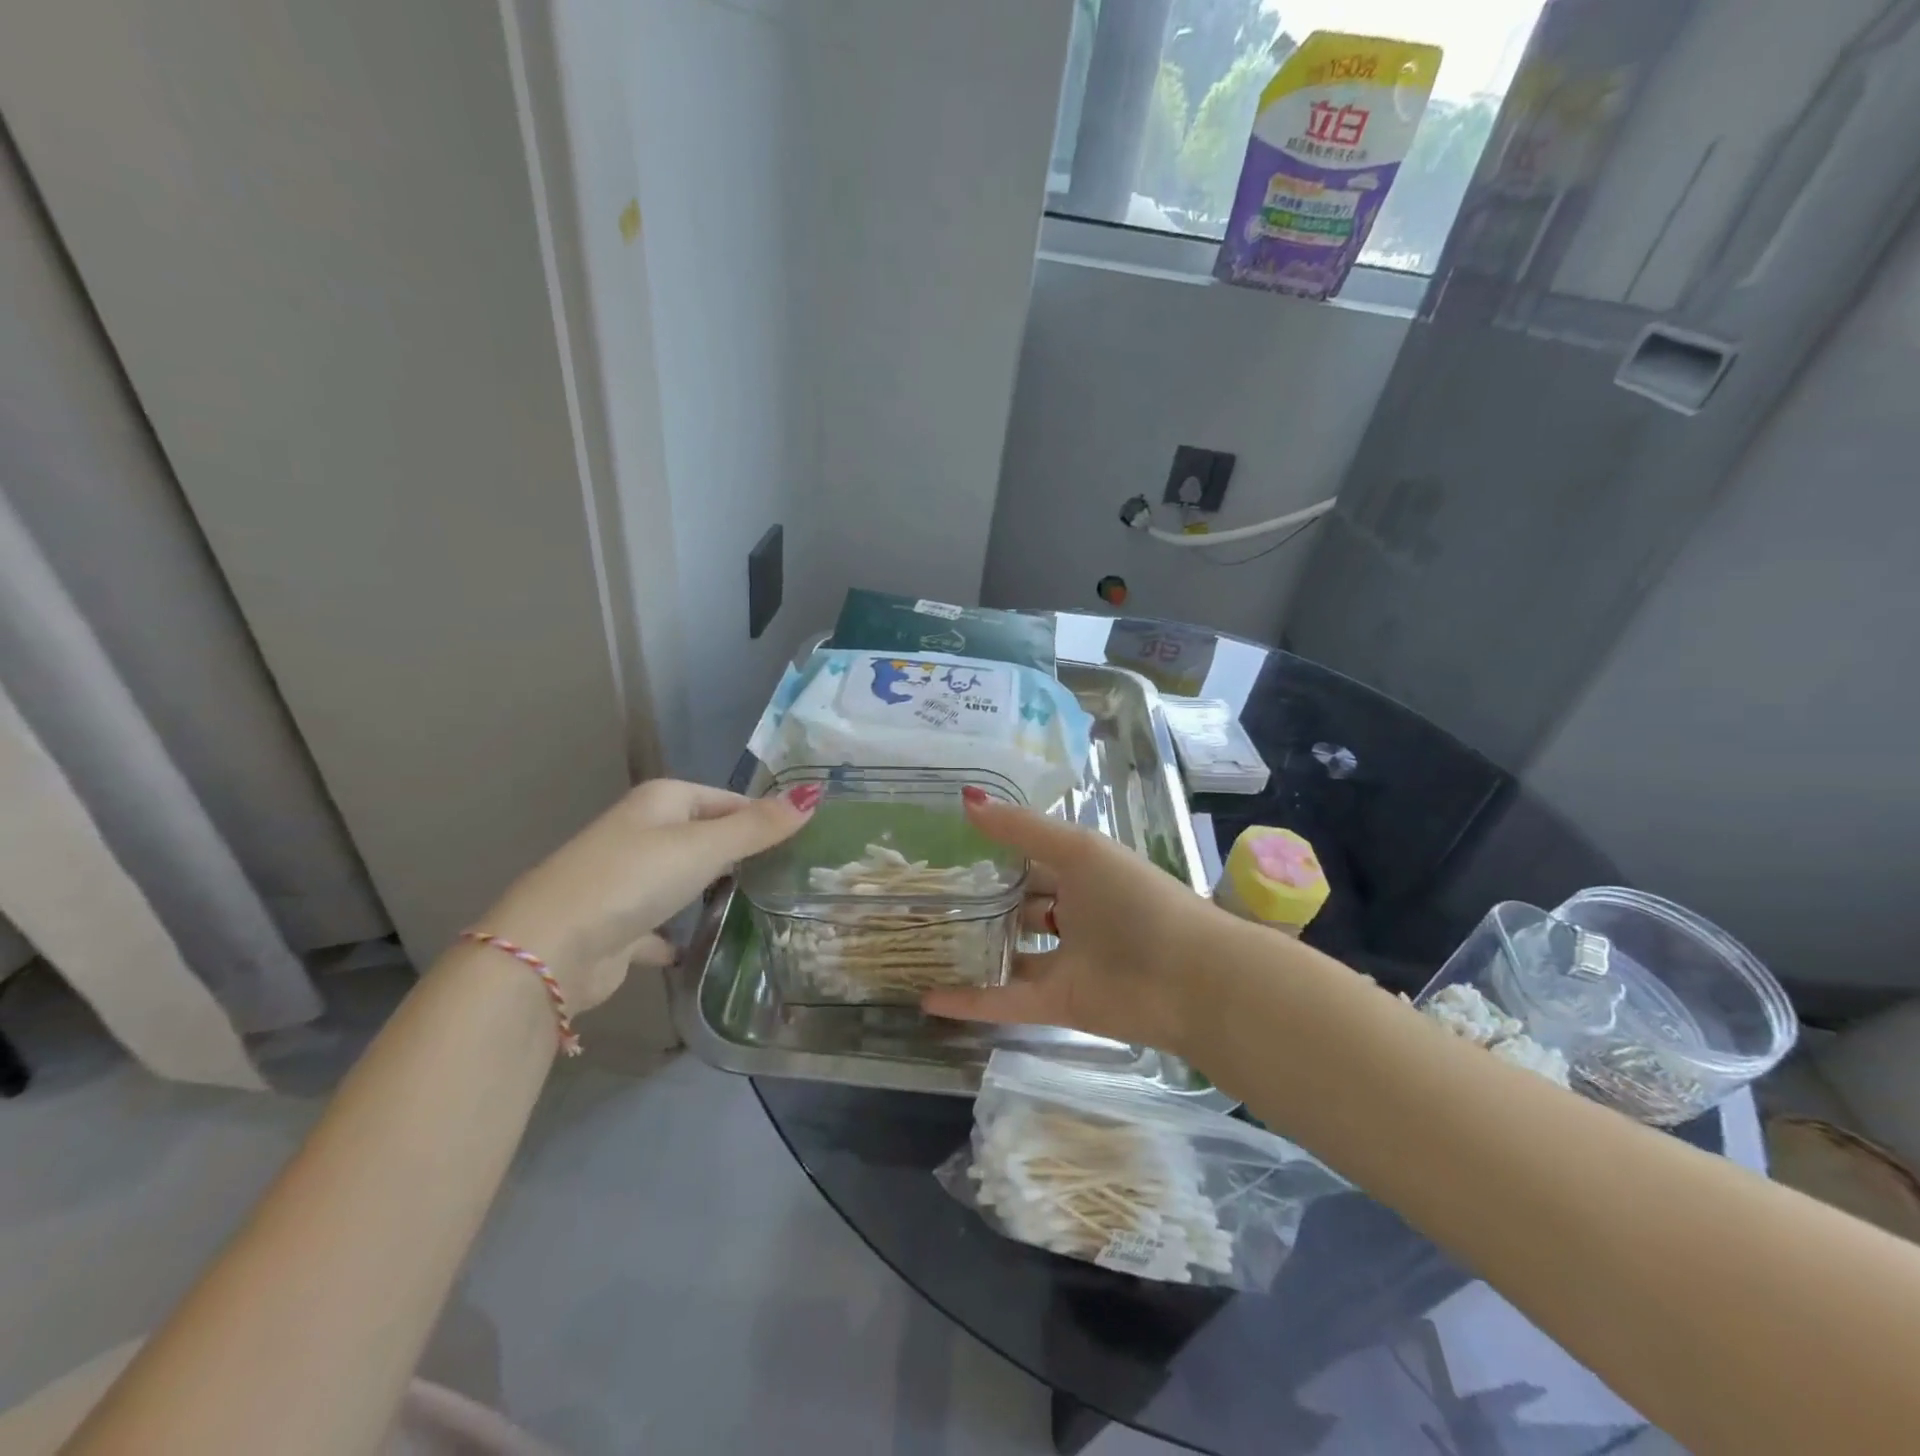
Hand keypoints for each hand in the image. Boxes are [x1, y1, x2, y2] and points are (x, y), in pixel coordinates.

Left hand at [483, 778, 816, 1011]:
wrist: (551, 949)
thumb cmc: (633, 880)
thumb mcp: (705, 847)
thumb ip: (760, 826)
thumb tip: (814, 793)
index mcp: (661, 802)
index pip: (727, 800)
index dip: (762, 818)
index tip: (801, 843)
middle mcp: (641, 832)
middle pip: (704, 837)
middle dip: (739, 855)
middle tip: (787, 877)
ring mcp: (625, 879)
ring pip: (681, 879)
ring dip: (709, 891)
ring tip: (759, 907)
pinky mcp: (617, 924)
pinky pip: (659, 925)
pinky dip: (677, 935)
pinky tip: (702, 948)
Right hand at [922, 794, 1219, 1052]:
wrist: (1191, 979)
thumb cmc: (1136, 900)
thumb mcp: (1079, 850)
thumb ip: (1021, 828)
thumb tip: (965, 799)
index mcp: (1081, 873)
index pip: (1027, 859)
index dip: (990, 852)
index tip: (941, 847)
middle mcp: (1072, 914)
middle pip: (1016, 907)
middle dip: (977, 902)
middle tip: (920, 899)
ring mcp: (1065, 961)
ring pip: (1009, 954)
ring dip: (972, 951)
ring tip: (919, 945)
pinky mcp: (1059, 1003)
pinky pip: (1007, 1000)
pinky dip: (971, 1000)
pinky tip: (928, 998)